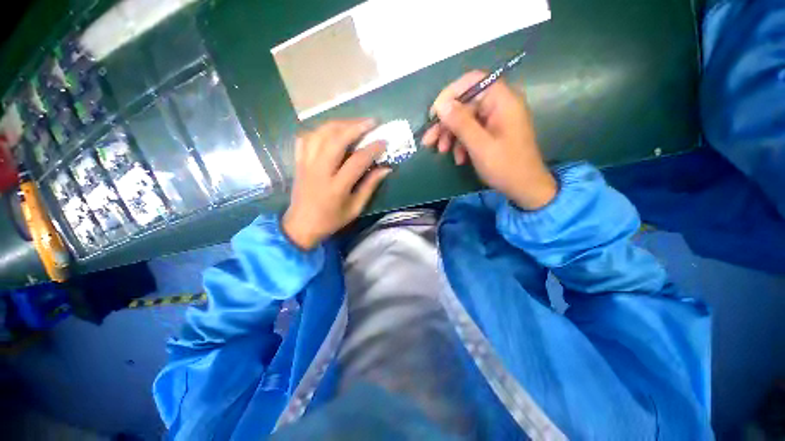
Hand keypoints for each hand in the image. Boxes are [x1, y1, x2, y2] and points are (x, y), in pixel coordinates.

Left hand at [283, 120, 391, 249]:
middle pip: (336, 140)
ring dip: (339, 124)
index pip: (357, 161)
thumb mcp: (355, 208)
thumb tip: (385, 168)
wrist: (301, 225)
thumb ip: (369, 187)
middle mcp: (320, 171)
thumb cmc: (331, 220)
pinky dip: (319, 130)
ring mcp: (306, 164)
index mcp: (336, 187)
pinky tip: (330, 131)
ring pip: (320, 134)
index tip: (384, 142)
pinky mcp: (298, 162)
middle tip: (372, 122)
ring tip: (354, 123)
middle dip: (356, 127)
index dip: (372, 149)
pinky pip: (305, 138)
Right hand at [422, 71, 556, 209]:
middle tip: (429, 139)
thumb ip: (460, 123)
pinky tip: (458, 158)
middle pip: (466, 103)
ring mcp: (496, 119)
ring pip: (466, 119)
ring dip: (451, 135)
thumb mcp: (479, 145)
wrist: (524, 187)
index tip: (434, 113)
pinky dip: (461, 143)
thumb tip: (441, 104)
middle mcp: (499, 105)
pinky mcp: (493, 132)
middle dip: (446, 122)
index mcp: (502, 100)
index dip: (450, 94)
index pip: (473, 81)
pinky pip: (472, 131)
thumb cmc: (505, 166)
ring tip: (442, 151)